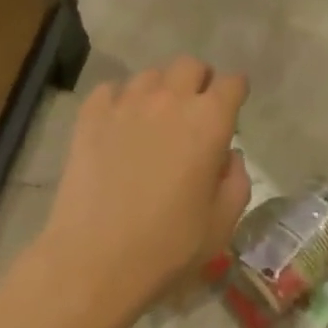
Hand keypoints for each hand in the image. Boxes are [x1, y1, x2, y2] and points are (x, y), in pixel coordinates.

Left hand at [40, 57, 250, 317]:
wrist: (94, 262)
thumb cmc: (168, 247)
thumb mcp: (222, 223)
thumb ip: (236, 180)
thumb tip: (228, 156)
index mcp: (209, 121)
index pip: (232, 83)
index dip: (235, 93)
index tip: (232, 109)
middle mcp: (171, 100)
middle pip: (190, 65)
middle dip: (198, 81)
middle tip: (194, 110)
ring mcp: (128, 103)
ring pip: (151, 74)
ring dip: (160, 90)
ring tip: (155, 118)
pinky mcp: (92, 116)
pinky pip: (111, 89)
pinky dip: (119, 100)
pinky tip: (118, 124)